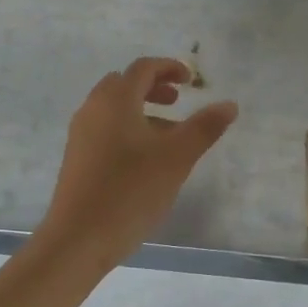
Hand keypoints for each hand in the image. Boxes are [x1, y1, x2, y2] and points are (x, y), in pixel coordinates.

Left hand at [37, 57, 237, 268]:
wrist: (78, 238)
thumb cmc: (131, 190)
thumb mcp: (177, 158)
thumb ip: (205, 127)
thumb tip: (229, 105)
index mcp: (115, 101)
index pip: (143, 68)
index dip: (170, 68)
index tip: (192, 81)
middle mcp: (93, 110)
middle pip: (124, 84)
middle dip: (153, 88)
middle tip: (177, 102)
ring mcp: (80, 135)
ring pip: (113, 109)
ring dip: (141, 111)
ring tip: (168, 135)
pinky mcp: (77, 159)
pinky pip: (105, 129)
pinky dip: (128, 129)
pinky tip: (145, 160)